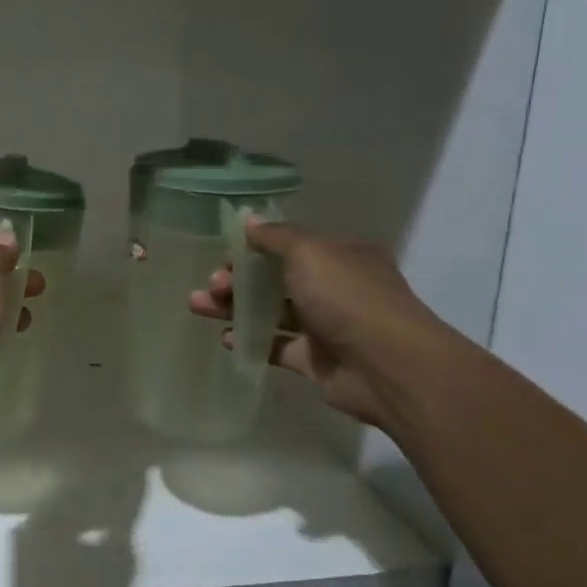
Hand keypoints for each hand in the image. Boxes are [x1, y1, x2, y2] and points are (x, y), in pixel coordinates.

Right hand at [187, 220, 446, 426]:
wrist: (388, 366)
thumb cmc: (347, 297)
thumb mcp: (308, 252)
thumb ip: (275, 237)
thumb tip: (249, 221)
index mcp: (340, 256)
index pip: (290, 246)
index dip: (254, 248)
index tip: (224, 255)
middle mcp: (335, 287)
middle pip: (275, 279)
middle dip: (237, 279)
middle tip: (211, 285)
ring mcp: (326, 325)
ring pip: (271, 312)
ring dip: (235, 307)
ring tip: (198, 307)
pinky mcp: (316, 360)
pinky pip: (277, 346)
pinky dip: (251, 341)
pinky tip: (226, 339)